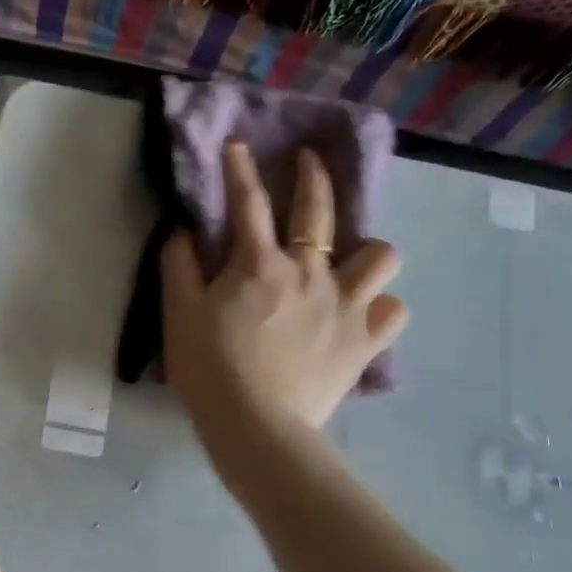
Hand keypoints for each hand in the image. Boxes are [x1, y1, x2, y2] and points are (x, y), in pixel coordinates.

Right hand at [162, 142, 407, 442]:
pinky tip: (364, 314)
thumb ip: (179, 264)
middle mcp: (310, 273)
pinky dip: (381, 308)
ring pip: (381, 256)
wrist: (255, 426)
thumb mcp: (178, 314)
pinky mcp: (365, 341)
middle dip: (314, 176)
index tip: (238, 145)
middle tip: (310, 160)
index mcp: (260, 265)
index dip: (240, 169)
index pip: (249, 203)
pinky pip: (393, 311)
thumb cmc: (209, 368)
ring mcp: (346, 306)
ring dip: (367, 253)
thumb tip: (184, 228)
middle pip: (319, 211)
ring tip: (352, 263)